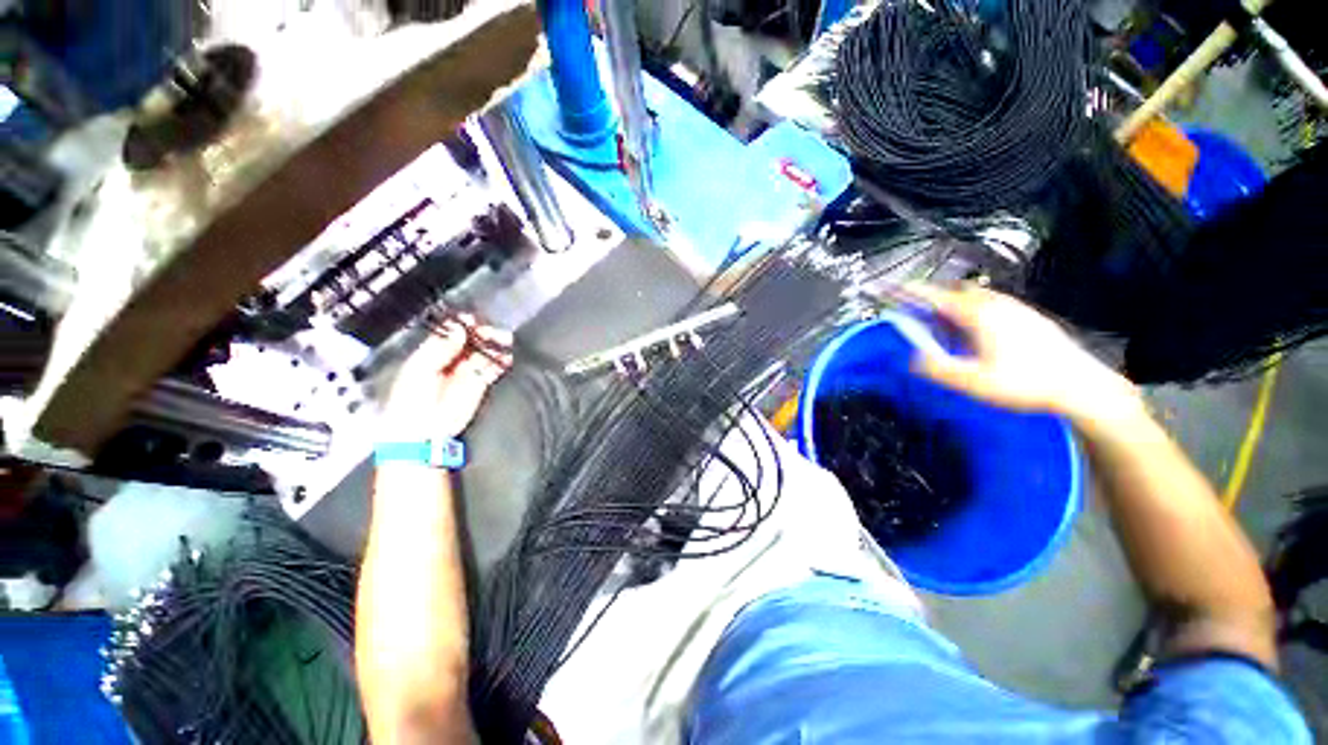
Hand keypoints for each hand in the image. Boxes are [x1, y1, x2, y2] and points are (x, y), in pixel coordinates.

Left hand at [382, 314, 513, 439]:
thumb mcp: (420, 370)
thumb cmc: (411, 401)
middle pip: (469, 341)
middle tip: (493, 332)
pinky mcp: (478, 384)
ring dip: (494, 346)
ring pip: (483, 353)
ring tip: (506, 342)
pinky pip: (492, 369)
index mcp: (430, 353)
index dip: (460, 325)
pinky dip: (501, 363)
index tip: (473, 319)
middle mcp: (450, 359)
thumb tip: (458, 329)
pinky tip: (507, 359)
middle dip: (482, 334)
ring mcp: (465, 371)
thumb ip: (440, 349)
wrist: (422, 432)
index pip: (448, 333)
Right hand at [906, 284, 1143, 426]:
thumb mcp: (974, 383)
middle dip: (930, 298)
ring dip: (952, 305)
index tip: (887, 288)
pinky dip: (971, 311)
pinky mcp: (1027, 316)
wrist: (1081, 385)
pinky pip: (989, 304)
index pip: (933, 296)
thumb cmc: (1026, 383)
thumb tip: (913, 357)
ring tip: (943, 327)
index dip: (907, 291)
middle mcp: (995, 304)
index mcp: (977, 315)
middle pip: (953, 292)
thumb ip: (938, 369)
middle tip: (914, 313)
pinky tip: (975, 334)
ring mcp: (1014, 307)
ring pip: (973, 297)